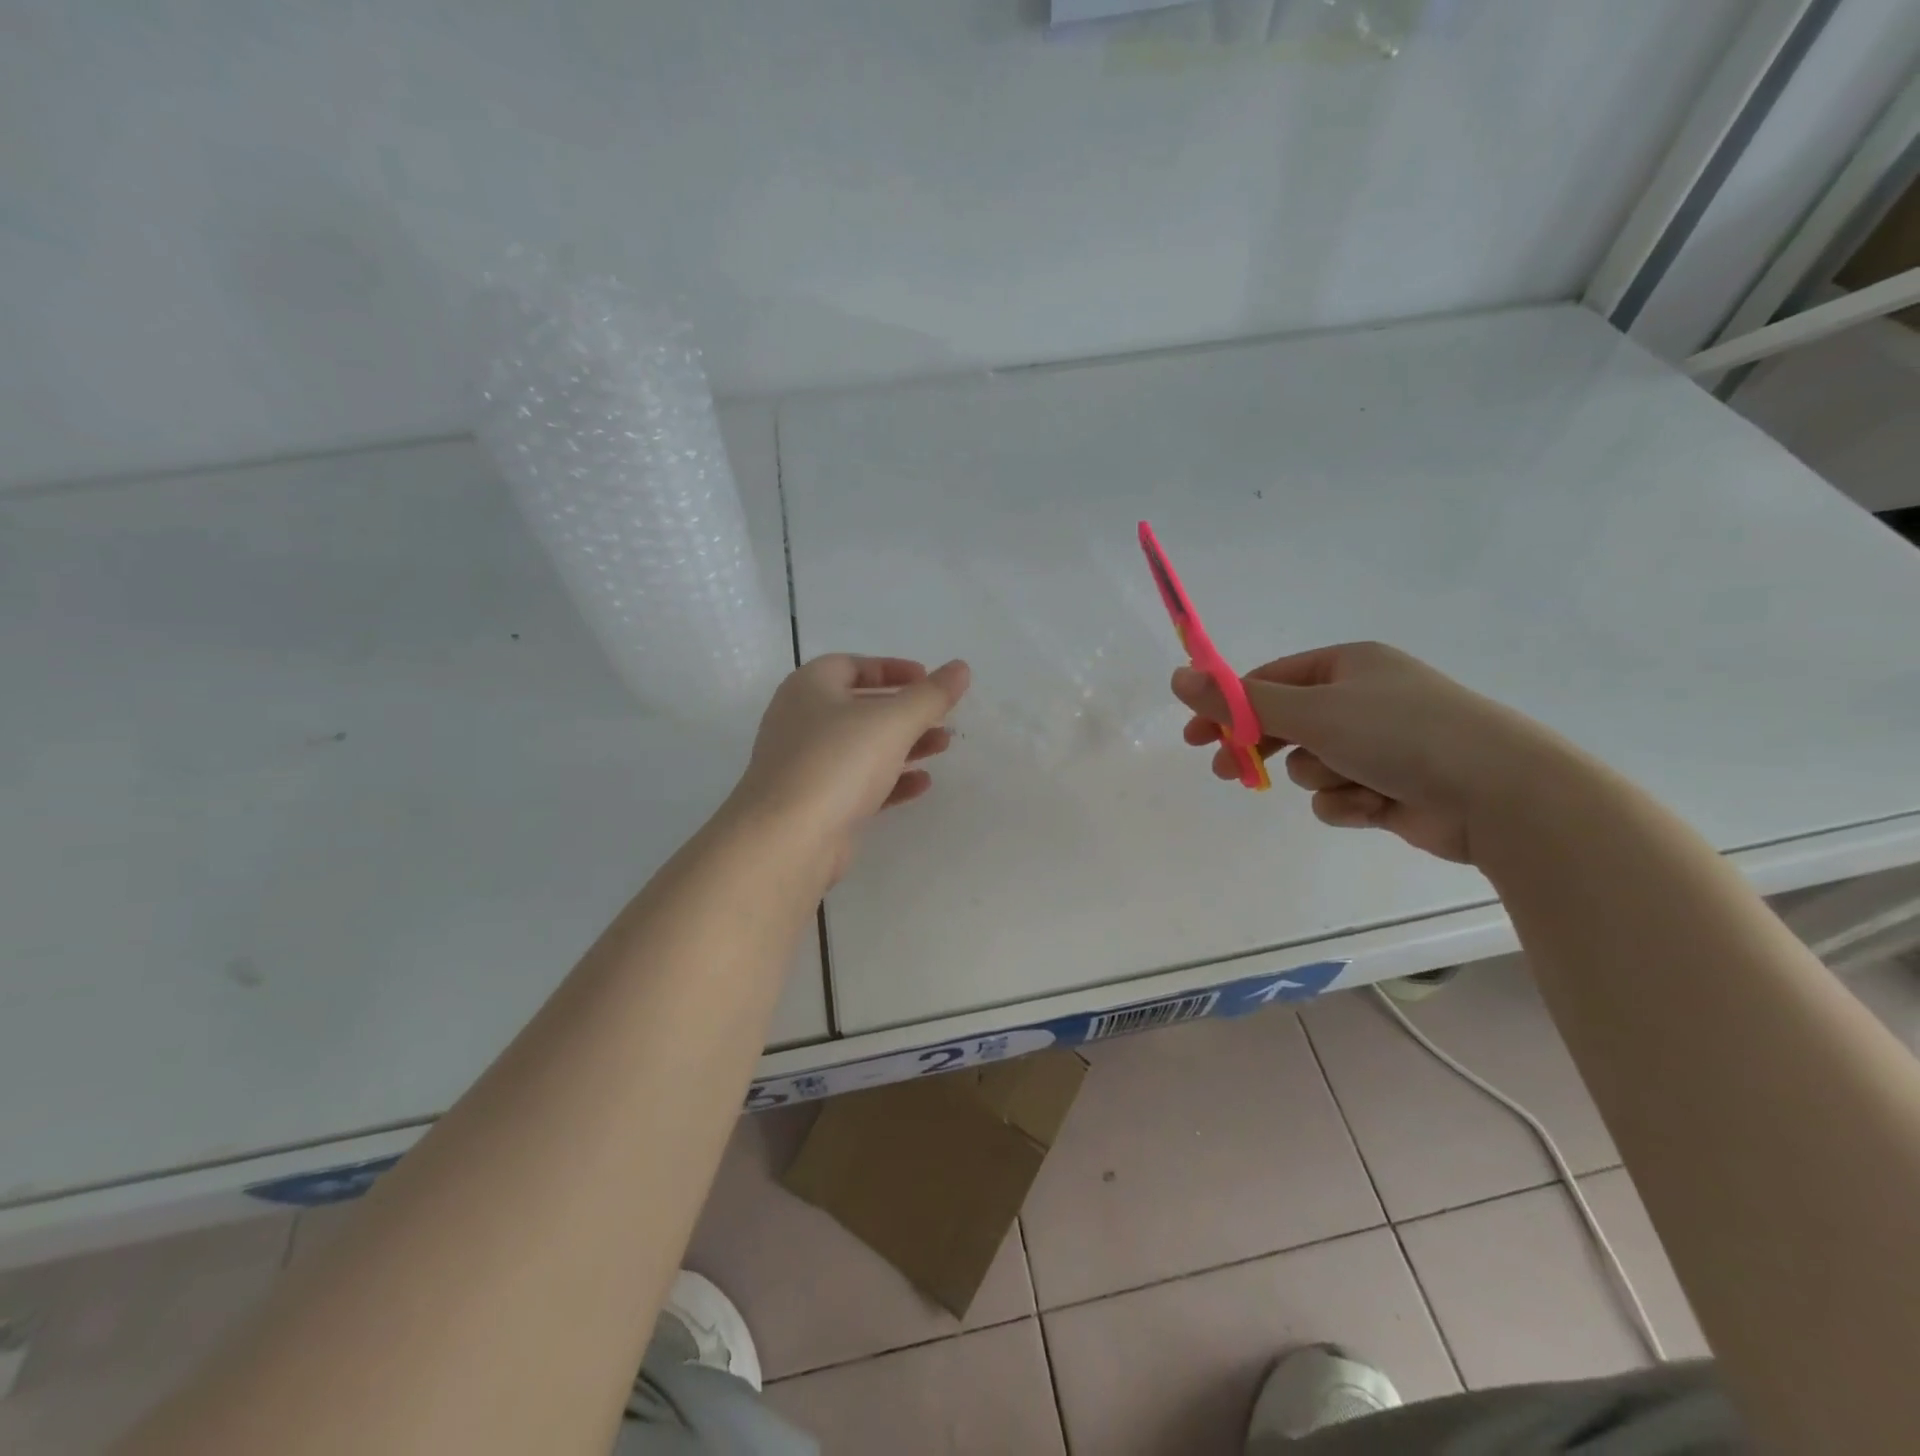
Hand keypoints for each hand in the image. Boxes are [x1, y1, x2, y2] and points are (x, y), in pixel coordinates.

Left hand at [732, 654, 970, 878]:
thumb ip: (930, 695)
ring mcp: (806, 764)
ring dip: (904, 745)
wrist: (788, 838)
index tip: (927, 678)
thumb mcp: (893, 721)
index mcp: (810, 687)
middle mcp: (802, 720)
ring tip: (943, 747)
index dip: (892, 669)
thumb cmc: (838, 762)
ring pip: (862, 747)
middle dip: (905, 711)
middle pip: (861, 707)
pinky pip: (858, 783)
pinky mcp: (816, 803)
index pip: (852, 666)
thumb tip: (961, 667)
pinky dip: (890, 780)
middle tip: (942, 717)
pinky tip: (922, 784)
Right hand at [1172, 641, 1569, 864]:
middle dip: (1261, 748)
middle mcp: (1362, 699)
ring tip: (1350, 782)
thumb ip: (1240, 702)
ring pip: (1311, 765)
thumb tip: (1178, 677)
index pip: (1269, 681)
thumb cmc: (1400, 735)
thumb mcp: (1311, 712)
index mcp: (1347, 666)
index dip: (1228, 707)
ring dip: (1320, 778)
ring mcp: (1379, 745)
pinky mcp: (1390, 787)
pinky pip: (1339, 795)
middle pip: (1286, 723)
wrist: (1501, 794)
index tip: (1195, 736)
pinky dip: (1348, 803)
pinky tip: (1373, 807)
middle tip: (1226, 770)